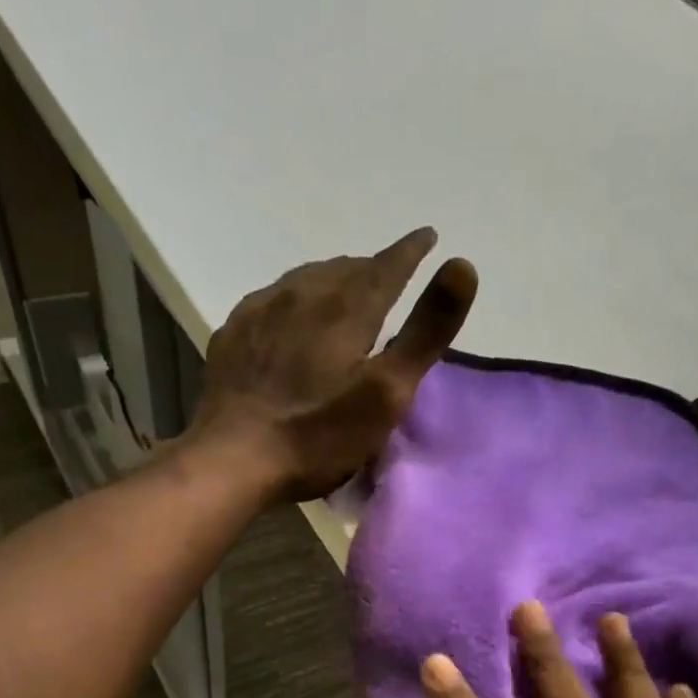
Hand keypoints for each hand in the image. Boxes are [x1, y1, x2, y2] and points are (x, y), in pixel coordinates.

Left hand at [193, 227, 478, 499]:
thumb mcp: (386, 393)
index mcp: (346, 308)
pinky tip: (290, 318)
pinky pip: (272, 301)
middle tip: (388, 277)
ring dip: (332, 281)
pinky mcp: (234, 335)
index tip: (427, 237)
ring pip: (306, 280)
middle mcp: (302, 294)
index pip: (388, 266)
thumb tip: (463, 264)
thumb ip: (425, 332)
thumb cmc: (319, 435)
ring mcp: (261, 311)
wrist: (234, 459)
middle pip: (345, 269)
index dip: (411, 251)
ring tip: (343, 293)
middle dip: (372, 269)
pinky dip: (294, 301)